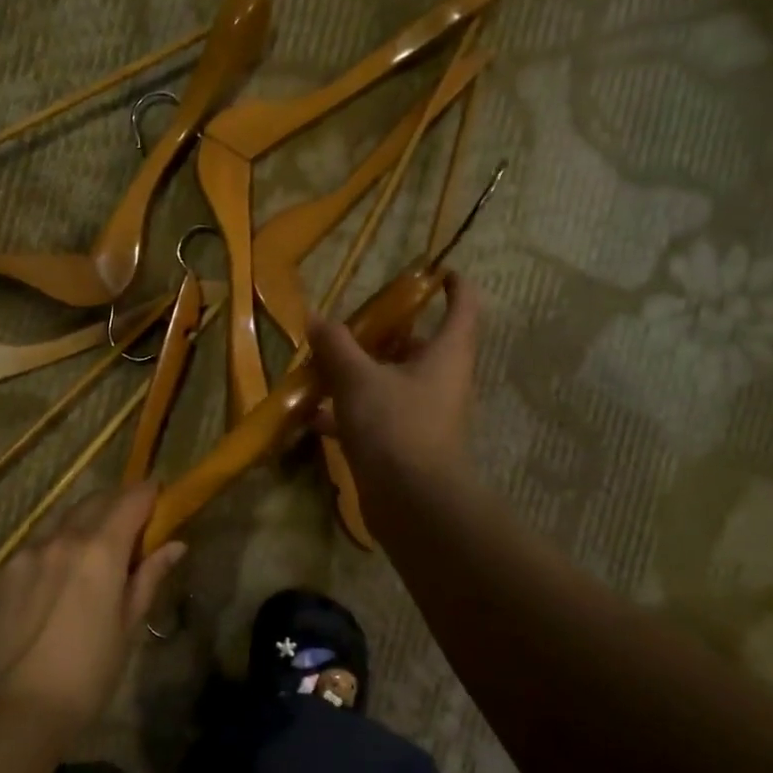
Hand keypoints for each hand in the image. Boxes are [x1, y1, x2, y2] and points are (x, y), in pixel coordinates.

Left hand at [0, 484, 186, 737]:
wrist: (14, 709)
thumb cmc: (87, 673)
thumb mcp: (128, 626)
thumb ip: (149, 577)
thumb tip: (175, 545)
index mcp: (100, 550)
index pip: (131, 499)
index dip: (149, 494)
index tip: (160, 498)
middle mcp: (61, 538)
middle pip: (95, 500)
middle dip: (118, 503)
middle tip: (133, 524)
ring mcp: (25, 553)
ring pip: (62, 519)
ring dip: (84, 521)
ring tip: (94, 550)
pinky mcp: (1, 573)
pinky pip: (35, 544)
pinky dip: (55, 546)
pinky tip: (57, 577)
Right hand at [307, 271, 480, 497]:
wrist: (411, 502)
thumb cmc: (395, 426)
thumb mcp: (358, 378)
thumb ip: (336, 345)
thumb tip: (314, 316)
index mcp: (446, 354)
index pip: (462, 307)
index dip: (452, 285)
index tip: (434, 271)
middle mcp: (440, 380)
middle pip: (418, 345)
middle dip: (386, 332)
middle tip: (351, 322)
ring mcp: (422, 414)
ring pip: (391, 382)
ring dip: (359, 373)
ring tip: (321, 363)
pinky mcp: (402, 444)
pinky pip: (374, 416)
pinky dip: (346, 412)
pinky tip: (310, 414)